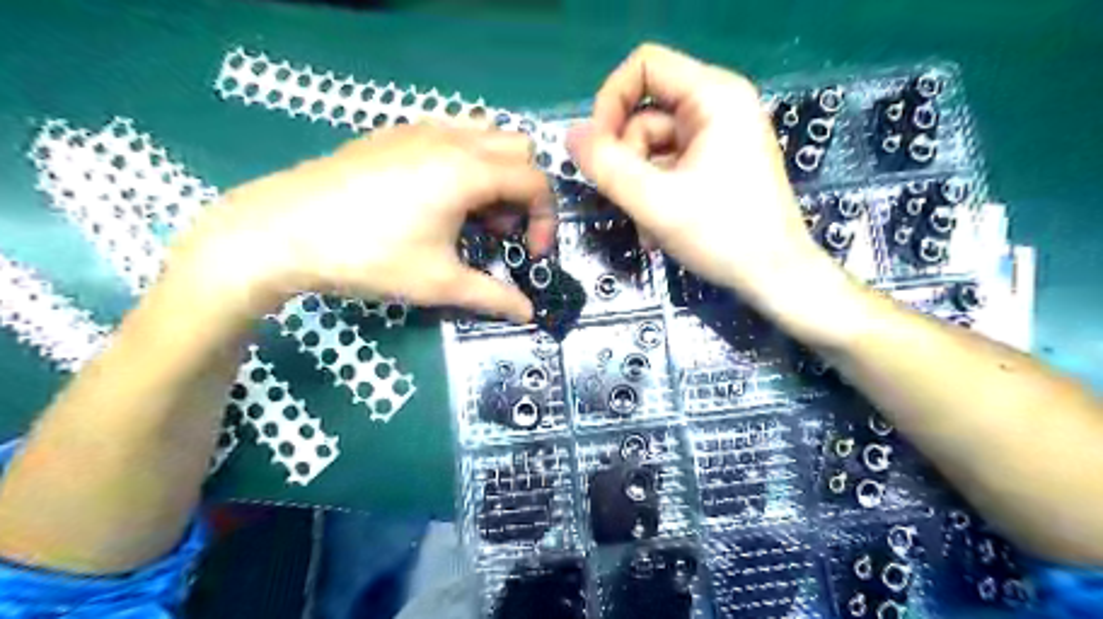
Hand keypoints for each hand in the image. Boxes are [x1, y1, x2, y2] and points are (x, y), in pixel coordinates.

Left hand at [172, 123, 554, 320]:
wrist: (281, 231)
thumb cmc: (369, 256)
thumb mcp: (439, 283)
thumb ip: (493, 297)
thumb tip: (528, 314)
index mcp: (469, 171)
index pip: (536, 181)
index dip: (546, 220)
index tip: (532, 254)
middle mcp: (452, 139)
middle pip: (519, 148)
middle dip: (524, 191)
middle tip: (499, 231)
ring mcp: (420, 129)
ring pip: (486, 133)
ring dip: (497, 171)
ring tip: (472, 211)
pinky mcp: (393, 132)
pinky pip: (451, 131)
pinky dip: (466, 158)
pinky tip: (437, 194)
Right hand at [569, 44, 871, 347]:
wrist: (774, 277)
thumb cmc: (724, 235)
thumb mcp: (655, 201)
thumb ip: (607, 166)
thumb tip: (572, 135)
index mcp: (713, 96)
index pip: (644, 67)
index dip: (610, 102)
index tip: (597, 149)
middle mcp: (717, 107)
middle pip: (645, 114)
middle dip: (627, 160)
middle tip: (626, 199)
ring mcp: (718, 137)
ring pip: (652, 148)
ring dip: (638, 187)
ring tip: (646, 225)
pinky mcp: (716, 163)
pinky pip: (669, 167)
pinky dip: (655, 194)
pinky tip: (657, 228)